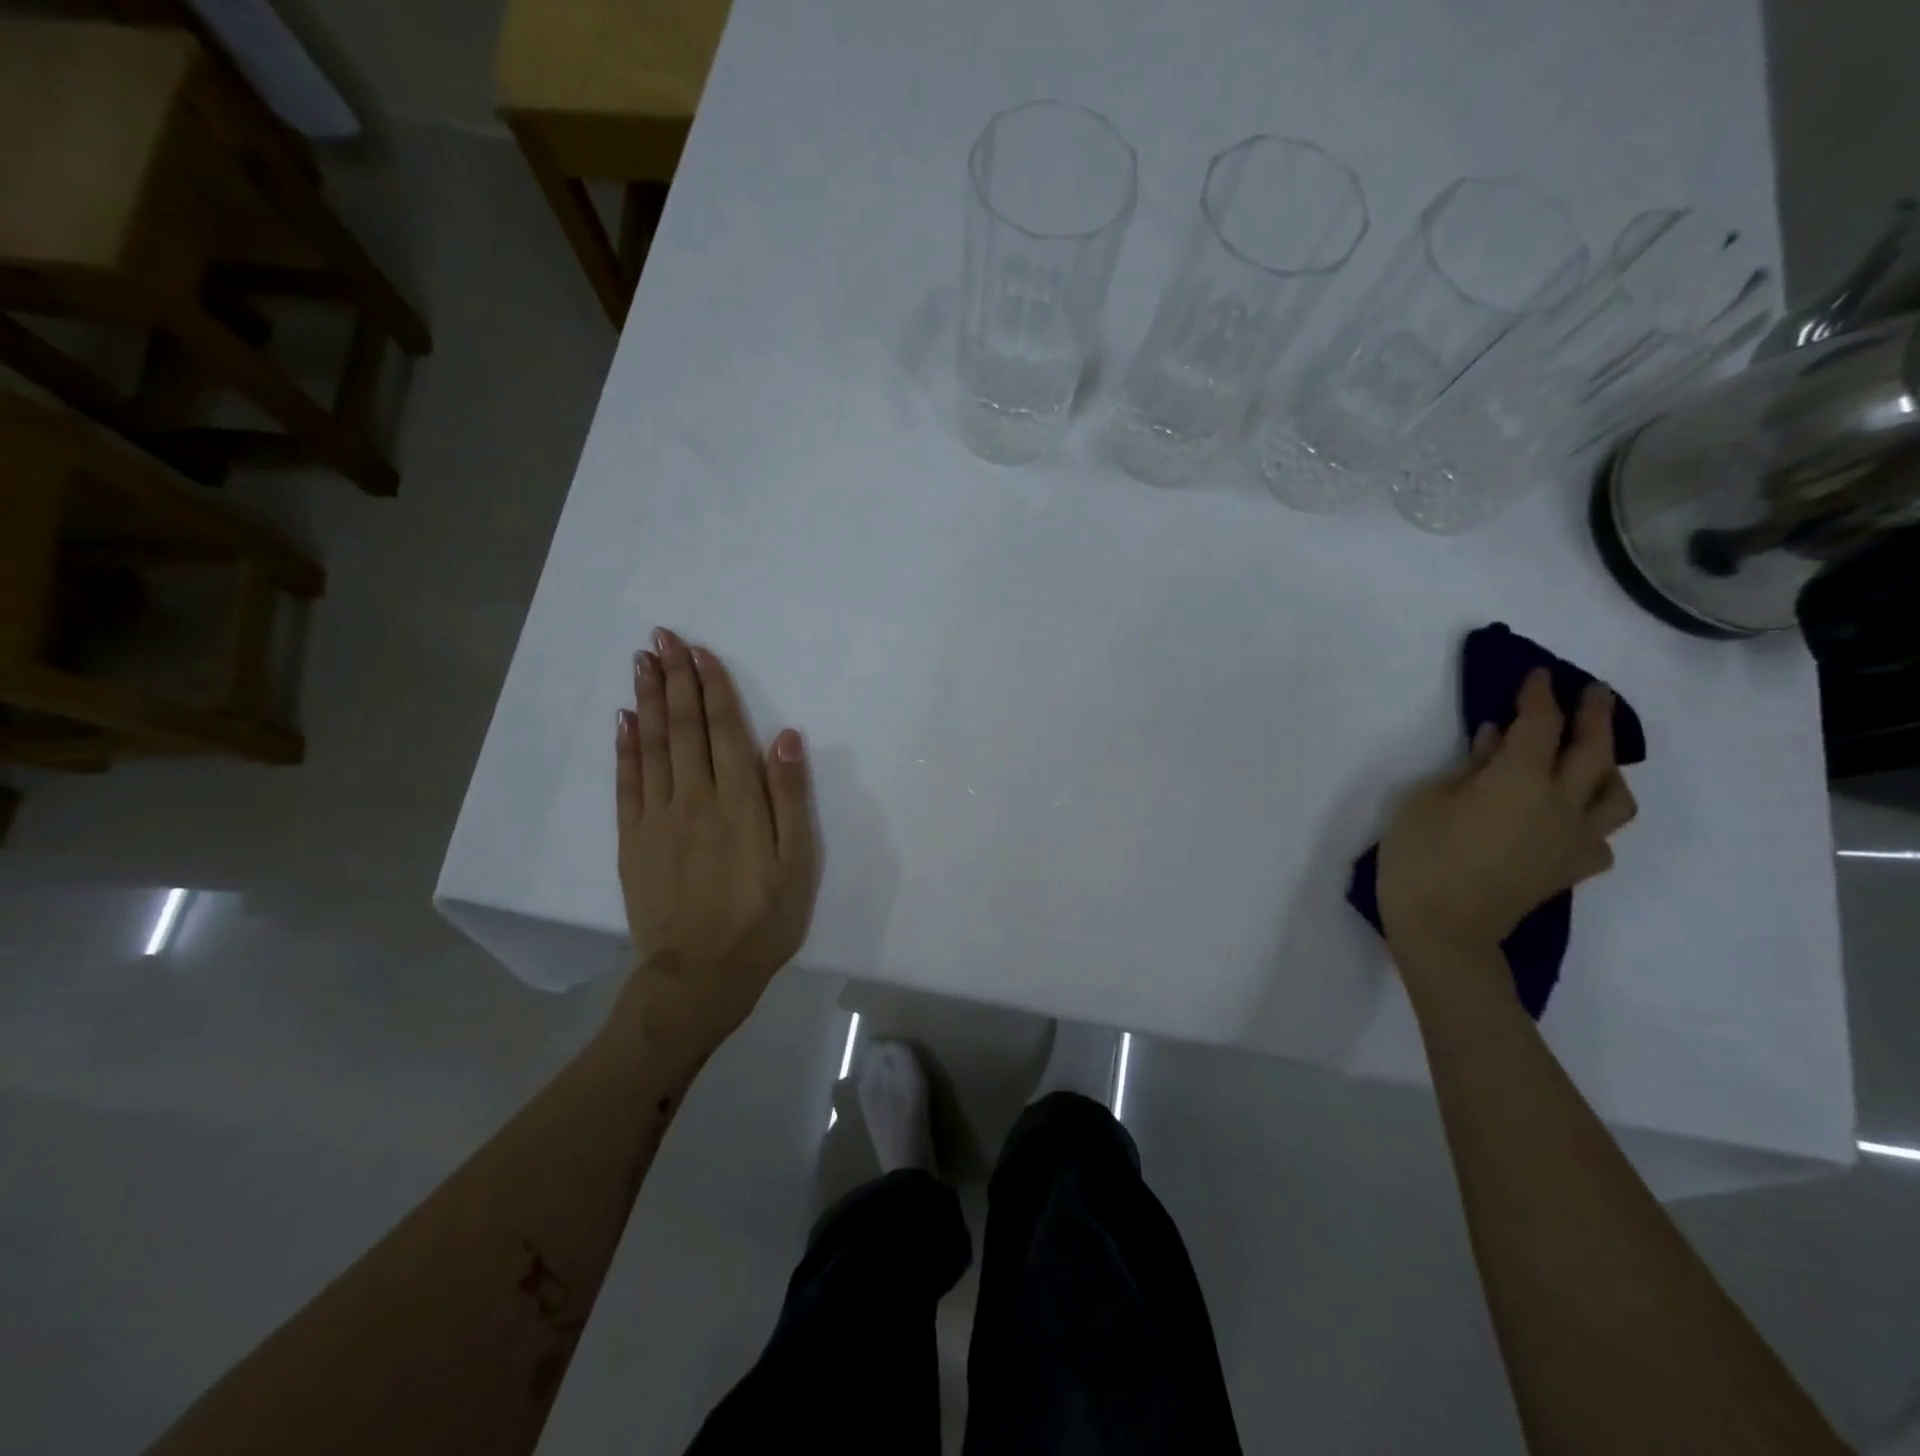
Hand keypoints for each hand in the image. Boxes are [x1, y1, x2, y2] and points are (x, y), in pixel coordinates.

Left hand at [612, 629, 818, 1060]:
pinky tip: (625, 720)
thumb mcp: (797, 863)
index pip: (723, 731)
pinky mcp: (633, 840)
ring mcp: (657, 818)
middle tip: (662, 638)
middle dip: (675, 679)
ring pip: (652, 746)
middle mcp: (694, 799)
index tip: (701, 652)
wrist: (701, 974)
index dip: (713, 688)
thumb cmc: (763, 919)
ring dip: (648, 701)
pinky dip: (625, 747)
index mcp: (738, 802)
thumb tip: (786, 737)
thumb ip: (790, 798)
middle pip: (683, 728)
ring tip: (642, 662)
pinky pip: (627, 783)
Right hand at [1377, 669, 1636, 963]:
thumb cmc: (1421, 856)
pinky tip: (1571, 815)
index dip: (1539, 695)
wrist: (1444, 929)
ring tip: (1591, 755)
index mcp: (1520, 779)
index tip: (1537, 675)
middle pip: (1593, 749)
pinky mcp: (1572, 868)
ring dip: (1609, 765)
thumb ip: (1468, 767)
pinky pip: (1600, 833)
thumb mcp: (1426, 800)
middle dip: (1593, 713)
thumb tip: (1497, 742)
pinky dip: (1592, 815)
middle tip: (1591, 692)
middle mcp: (1562, 802)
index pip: (1540, 724)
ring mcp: (1575, 838)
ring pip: (1615, 793)